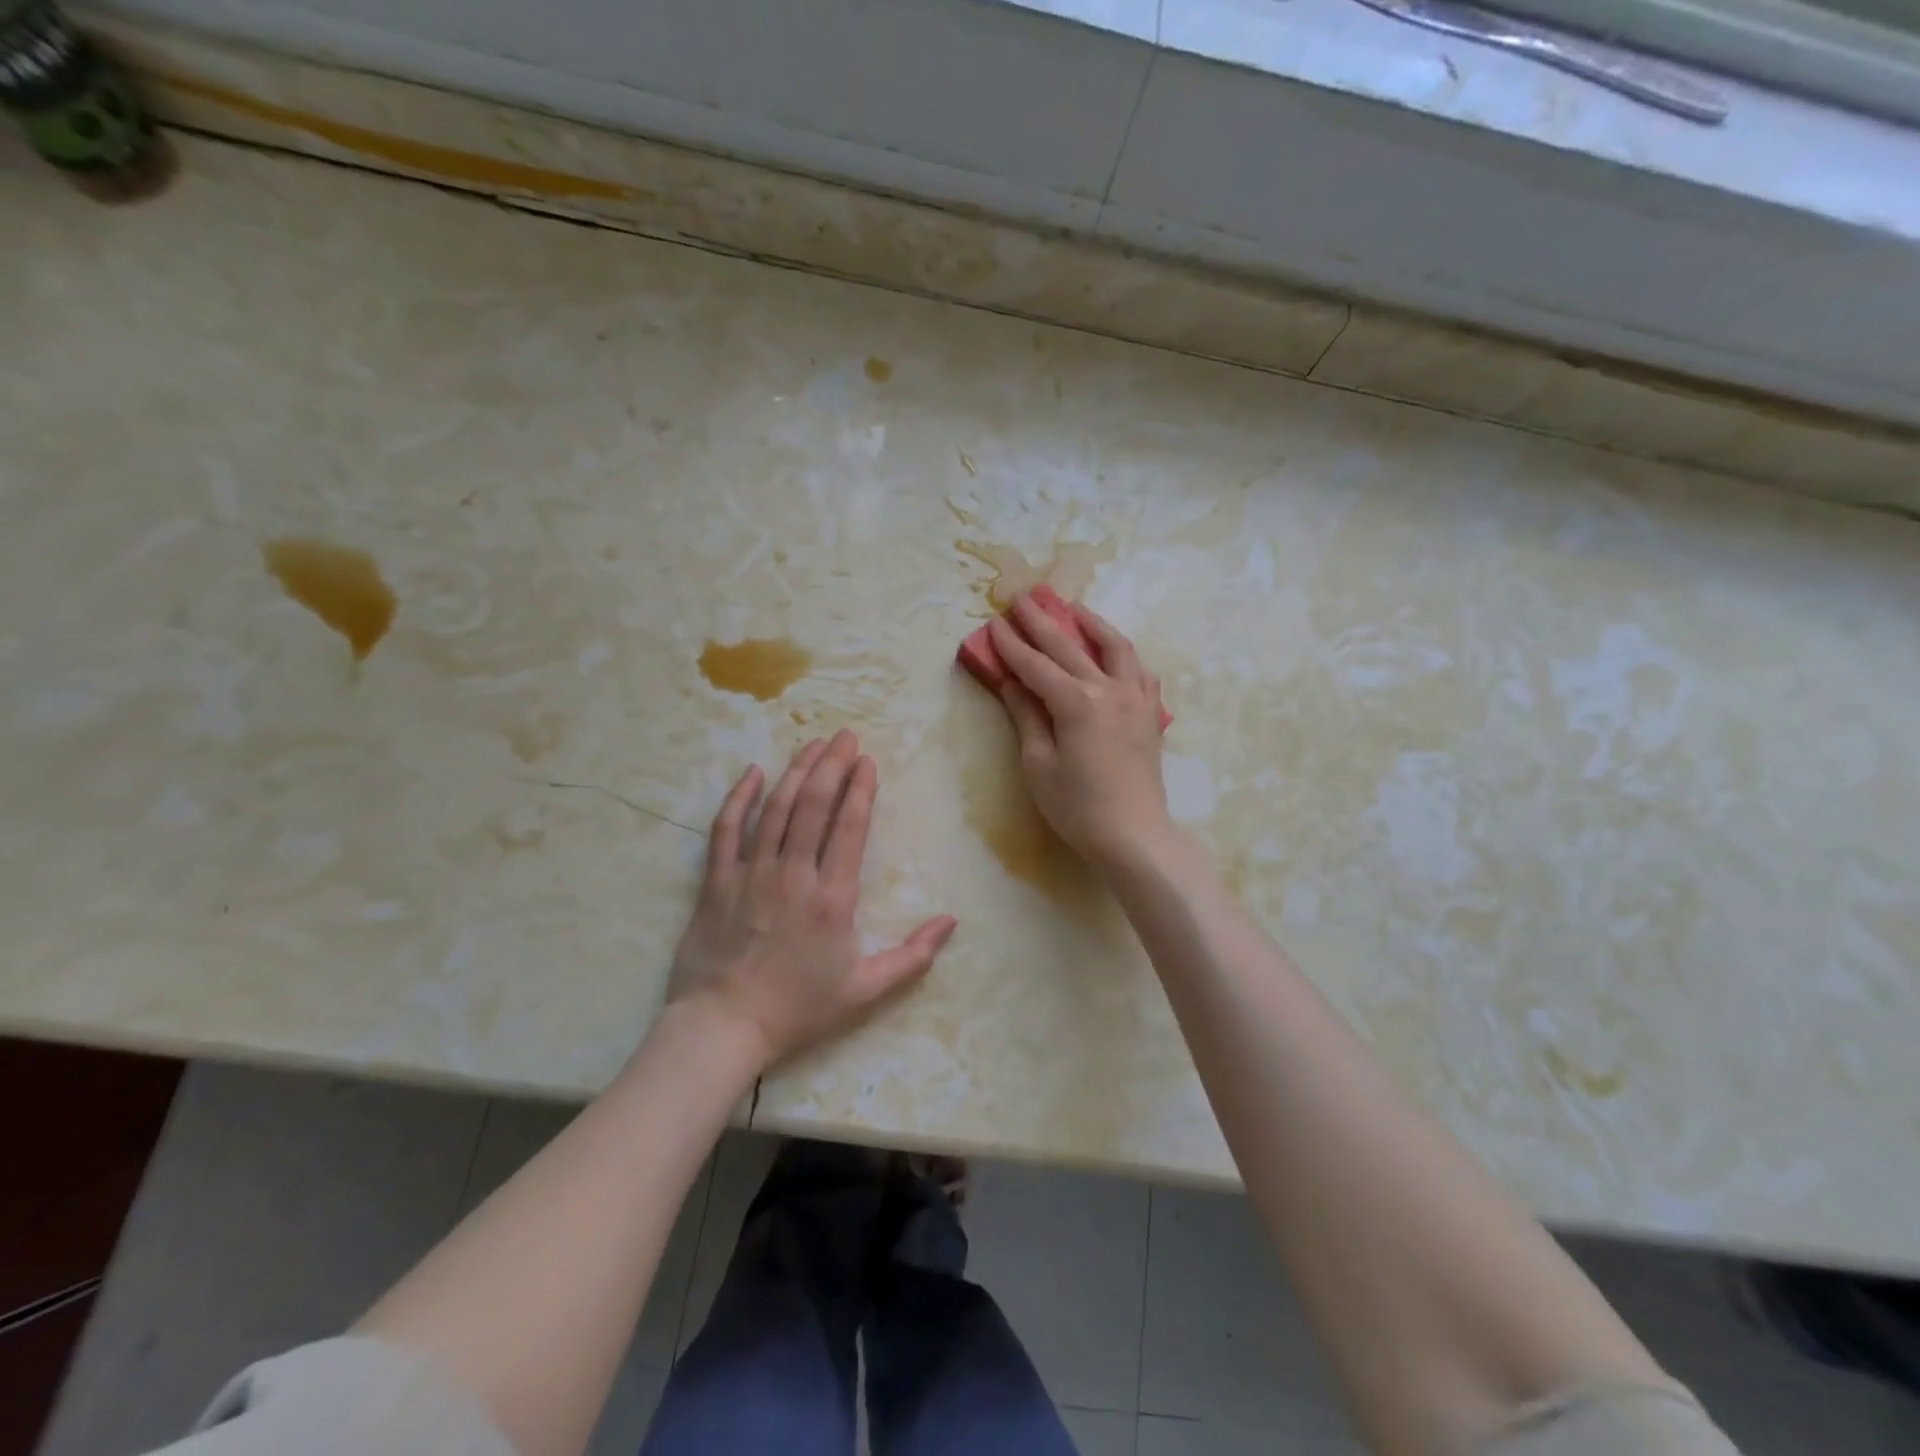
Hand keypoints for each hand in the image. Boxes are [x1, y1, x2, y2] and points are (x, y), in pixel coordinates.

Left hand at [667, 729, 957, 1069]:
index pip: (849, 828)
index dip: (860, 789)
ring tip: (812, 744)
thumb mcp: (865, 990)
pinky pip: (726, 830)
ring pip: (776, 809)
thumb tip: (952, 921)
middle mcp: (793, 875)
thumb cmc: (798, 1009)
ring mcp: (751, 874)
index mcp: (832, 898)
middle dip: (831, 766)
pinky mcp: (717, 881)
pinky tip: (753, 773)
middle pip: (814, 806)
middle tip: (843, 736)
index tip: (866, 761)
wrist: (723, 1027)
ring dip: (796, 772)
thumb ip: (912, 956)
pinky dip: (739, 798)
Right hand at [987, 592, 1171, 868]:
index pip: (1036, 665)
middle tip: (1022, 597)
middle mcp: (1109, 690)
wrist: (1134, 835)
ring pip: (1115, 647)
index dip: (1012, 645)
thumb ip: (1027, 717)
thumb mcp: (1039, 765)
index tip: (994, 622)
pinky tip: (1113, 653)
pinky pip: (1140, 671)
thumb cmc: (1078, 807)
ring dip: (1091, 623)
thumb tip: (1012, 684)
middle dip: (1042, 620)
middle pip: (1070, 646)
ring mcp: (1136, 699)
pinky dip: (1123, 655)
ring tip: (1073, 608)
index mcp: (1077, 703)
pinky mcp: (1150, 714)